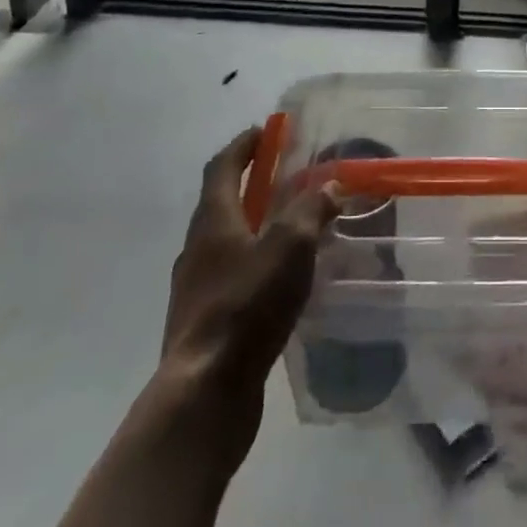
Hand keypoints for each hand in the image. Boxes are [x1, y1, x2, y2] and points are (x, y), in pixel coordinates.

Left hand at [143, 127, 339, 463]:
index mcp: (213, 220)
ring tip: (293, 229)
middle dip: (253, 185)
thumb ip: (311, 210)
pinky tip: (282, 282)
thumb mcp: (290, 247)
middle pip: (222, 202)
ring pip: (228, 242)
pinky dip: (255, 265)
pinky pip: (232, 277)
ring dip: (255, 227)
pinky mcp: (205, 323)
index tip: (266, 131)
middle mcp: (197, 248)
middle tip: (288, 178)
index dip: (243, 145)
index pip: (223, 167)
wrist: (204, 395)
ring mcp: (196, 288)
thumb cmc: (246, 306)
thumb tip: (330, 185)